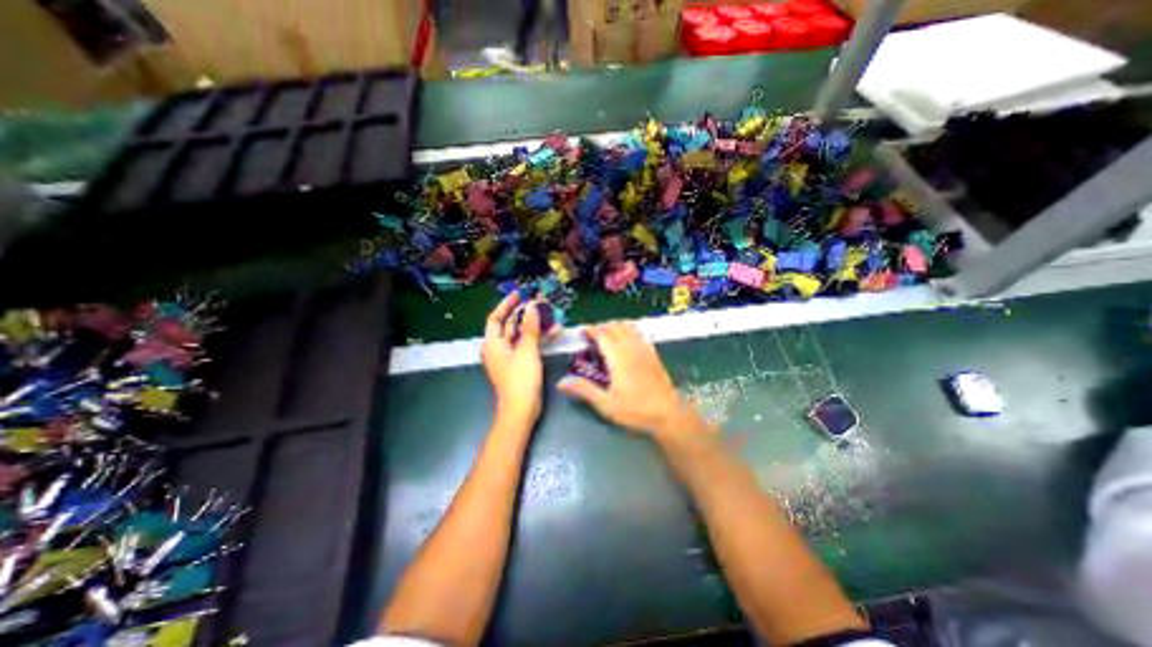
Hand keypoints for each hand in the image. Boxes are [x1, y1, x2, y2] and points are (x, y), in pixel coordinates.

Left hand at [483, 289, 550, 424]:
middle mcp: (498, 349)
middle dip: (524, 314)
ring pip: (520, 335)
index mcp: (493, 344)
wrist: (521, 410)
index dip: (506, 304)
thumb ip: (529, 328)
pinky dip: (536, 339)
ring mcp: (508, 357)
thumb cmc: (520, 380)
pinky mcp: (519, 365)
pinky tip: (552, 332)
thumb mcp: (527, 351)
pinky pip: (526, 346)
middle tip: (538, 303)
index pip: (495, 318)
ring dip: (533, 326)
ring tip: (549, 315)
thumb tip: (531, 308)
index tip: (519, 294)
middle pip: (508, 325)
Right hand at [556, 321, 706, 435]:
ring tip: (607, 335)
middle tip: (592, 336)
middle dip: (602, 327)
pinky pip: (639, 333)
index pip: (603, 335)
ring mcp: (645, 349)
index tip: (582, 331)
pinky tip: (626, 340)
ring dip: (616, 326)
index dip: (591, 330)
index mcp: (618, 357)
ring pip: (628, 327)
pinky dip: (629, 330)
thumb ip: (584, 390)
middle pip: (615, 327)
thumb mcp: (606, 404)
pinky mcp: (653, 353)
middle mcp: (632, 348)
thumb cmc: (636, 410)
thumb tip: (561, 382)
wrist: (669, 414)